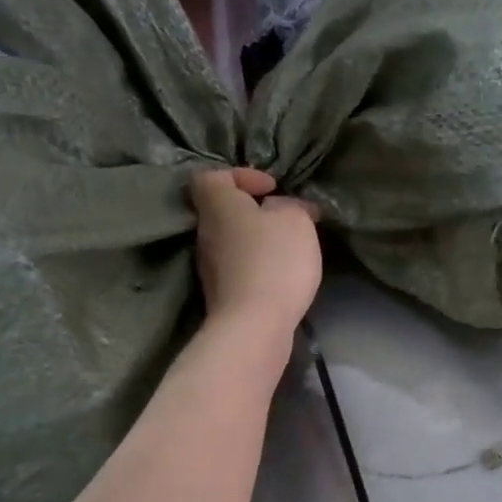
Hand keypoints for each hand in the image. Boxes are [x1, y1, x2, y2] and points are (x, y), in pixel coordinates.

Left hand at [190, 167, 321, 341]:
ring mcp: (209, 267)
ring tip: (287, 249)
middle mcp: (205, 232)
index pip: (212, 176)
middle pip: (222, 210)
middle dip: (252, 211)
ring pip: (231, 241)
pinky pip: (238, 268)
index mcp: (218, 205)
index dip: (241, 175)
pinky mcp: (221, 294)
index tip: (271, 188)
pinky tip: (280, 276)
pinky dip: (256, 265)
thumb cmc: (274, 261)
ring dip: (256, 240)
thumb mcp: (296, 220)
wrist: (254, 325)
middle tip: (284, 218)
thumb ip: (290, 206)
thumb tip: (283, 208)